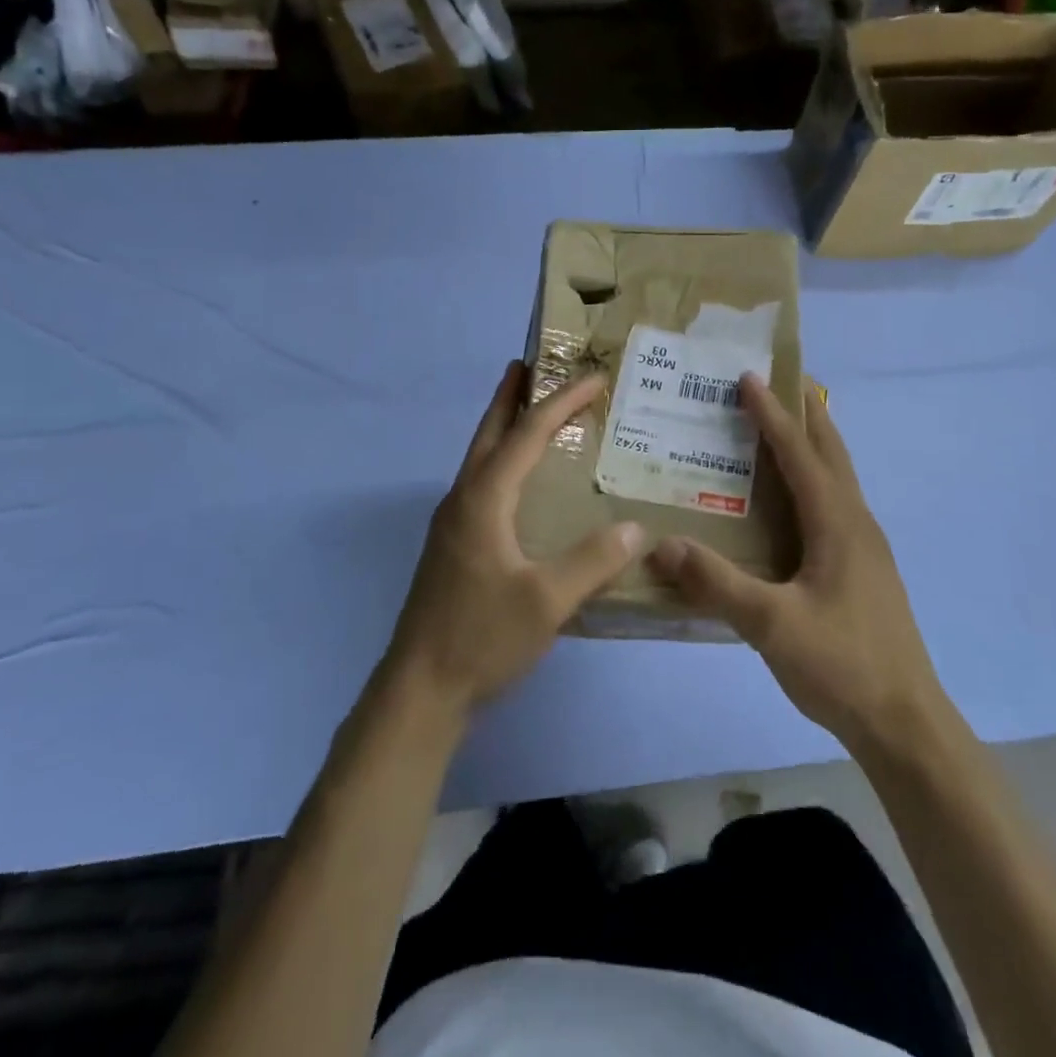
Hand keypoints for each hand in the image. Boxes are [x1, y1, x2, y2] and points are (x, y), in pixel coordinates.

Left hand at [383, 362, 645, 721]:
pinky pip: (481, 486)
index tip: (593, 379)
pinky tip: (520, 486)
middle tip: (530, 365)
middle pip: (488, 434)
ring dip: (503, 428)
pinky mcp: (452, 548)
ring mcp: (452, 525)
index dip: (561, 403)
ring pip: (480, 459)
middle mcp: (463, 501)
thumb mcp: (547, 601)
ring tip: (528, 413)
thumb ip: (593, 561)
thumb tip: (635, 528)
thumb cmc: (481, 638)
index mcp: (483, 500)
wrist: (420, 690)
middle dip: (510, 397)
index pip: (526, 435)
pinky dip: (502, 463)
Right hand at [650, 374, 942, 754]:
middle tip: (778, 380)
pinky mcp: (864, 568)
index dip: (772, 413)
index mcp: (837, 523)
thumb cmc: (842, 665)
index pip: (799, 453)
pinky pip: (836, 502)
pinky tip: (795, 499)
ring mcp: (865, 546)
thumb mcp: (772, 626)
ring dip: (814, 442)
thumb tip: (661, 545)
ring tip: (785, 424)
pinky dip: (815, 478)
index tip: (748, 377)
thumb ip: (717, 584)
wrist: (905, 724)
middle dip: (806, 411)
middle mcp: (856, 522)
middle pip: (831, 451)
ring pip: (838, 476)